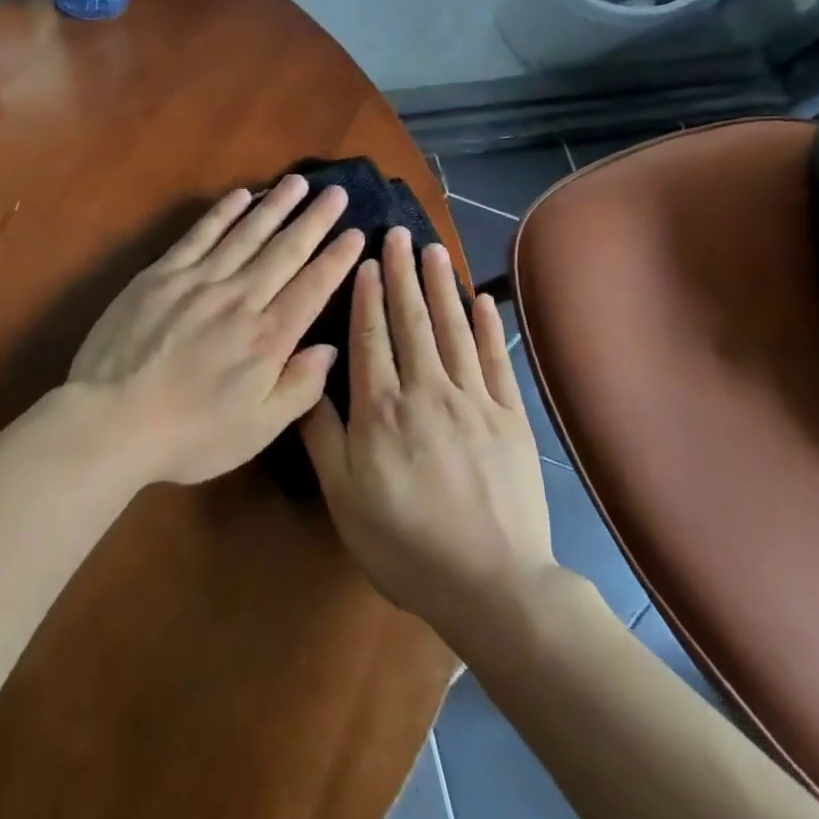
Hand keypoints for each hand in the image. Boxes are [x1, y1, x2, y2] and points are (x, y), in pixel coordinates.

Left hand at [70, 175, 366, 485]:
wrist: (111, 420)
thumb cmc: (189, 434)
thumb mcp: (257, 430)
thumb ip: (300, 388)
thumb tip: (330, 348)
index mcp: (267, 338)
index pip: (313, 287)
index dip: (337, 258)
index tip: (357, 233)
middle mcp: (239, 298)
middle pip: (284, 251)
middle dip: (314, 220)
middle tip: (336, 192)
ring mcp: (198, 281)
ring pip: (246, 234)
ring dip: (274, 206)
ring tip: (298, 182)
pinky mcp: (161, 274)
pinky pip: (199, 235)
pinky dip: (222, 213)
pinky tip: (240, 195)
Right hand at [302, 227, 557, 639]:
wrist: (491, 585)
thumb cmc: (404, 543)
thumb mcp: (343, 496)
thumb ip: (321, 434)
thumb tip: (309, 376)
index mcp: (381, 408)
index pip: (371, 336)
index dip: (366, 295)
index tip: (365, 259)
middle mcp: (426, 390)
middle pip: (411, 320)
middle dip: (402, 274)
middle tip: (398, 234)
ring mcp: (473, 400)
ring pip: (452, 329)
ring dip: (440, 286)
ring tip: (433, 250)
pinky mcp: (510, 417)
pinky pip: (495, 360)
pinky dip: (488, 326)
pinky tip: (481, 299)